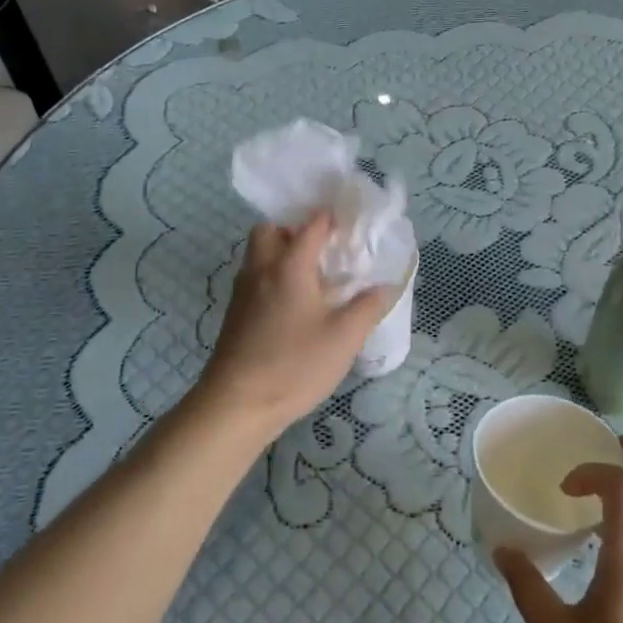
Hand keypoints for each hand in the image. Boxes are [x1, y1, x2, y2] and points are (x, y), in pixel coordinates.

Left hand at [194, 211, 396, 438]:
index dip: (332, 218)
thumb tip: (386, 286)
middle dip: (295, 229)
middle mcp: (261, 269)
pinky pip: (255, 278)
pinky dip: (273, 276)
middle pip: (271, 230)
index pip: (311, 225)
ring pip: (258, 254)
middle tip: (323, 248)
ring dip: (282, 252)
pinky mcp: (235, 314)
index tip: (352, 224)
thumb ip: (368, 307)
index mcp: (288, 265)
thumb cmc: (294, 364)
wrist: (237, 404)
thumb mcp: (344, 338)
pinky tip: (295, 305)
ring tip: (314, 276)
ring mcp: (243, 292)